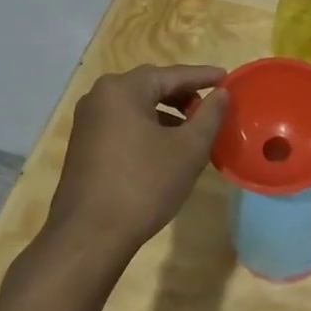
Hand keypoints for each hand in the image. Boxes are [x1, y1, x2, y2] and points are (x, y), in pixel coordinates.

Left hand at [46, 64, 226, 256]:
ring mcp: (87, 121)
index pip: (173, 74)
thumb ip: (209, 115)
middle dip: (183, 94)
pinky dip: (148, 127)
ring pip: (137, 106)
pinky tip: (165, 147)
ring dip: (166, 113)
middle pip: (151, 86)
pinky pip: (123, 123)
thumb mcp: (189, 149)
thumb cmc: (144, 185)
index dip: (203, 76)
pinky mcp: (84, 144)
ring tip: (193, 129)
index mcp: (123, 89)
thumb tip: (221, 93)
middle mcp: (100, 97)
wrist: (89, 235)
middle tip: (211, 105)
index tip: (227, 78)